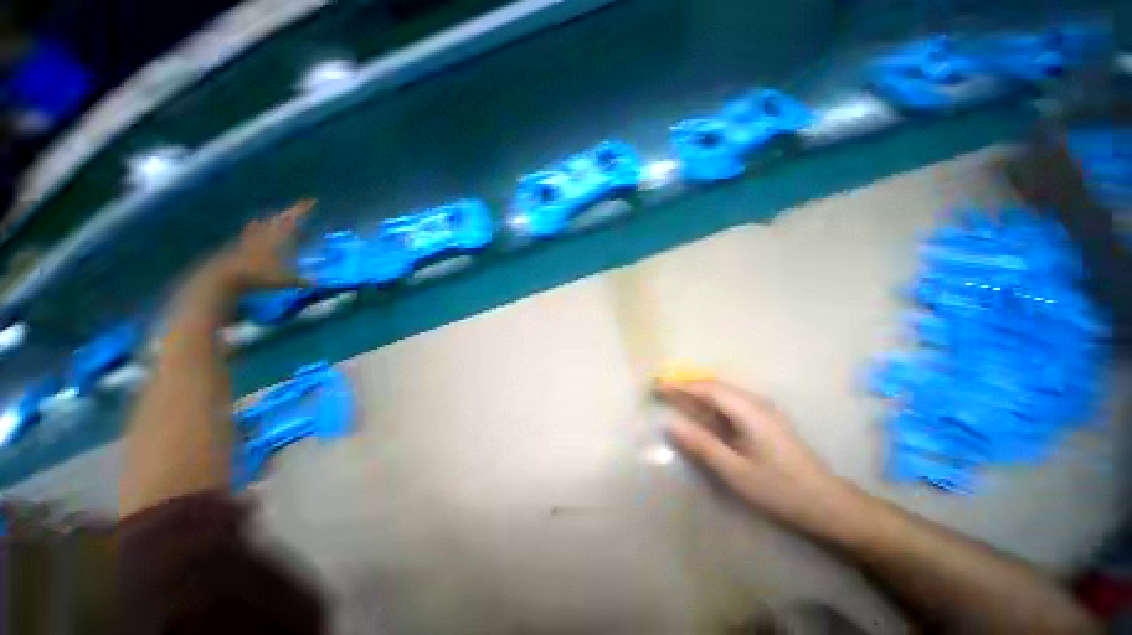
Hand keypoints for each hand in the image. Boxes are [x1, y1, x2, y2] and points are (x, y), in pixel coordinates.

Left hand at [210, 199, 314, 291]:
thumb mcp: (285, 281)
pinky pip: (253, 229)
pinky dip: (258, 225)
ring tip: (284, 214)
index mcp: (279, 238)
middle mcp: (266, 233)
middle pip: (281, 218)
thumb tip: (319, 283)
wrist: (225, 276)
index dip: (303, 209)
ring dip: (277, 217)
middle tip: (301, 206)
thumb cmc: (258, 275)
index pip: (294, 219)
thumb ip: (302, 281)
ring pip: (267, 222)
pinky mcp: (242, 243)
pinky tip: (257, 222)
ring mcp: (253, 236)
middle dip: (292, 211)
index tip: (313, 200)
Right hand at [656, 379, 846, 525]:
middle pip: (714, 386)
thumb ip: (701, 445)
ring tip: (674, 396)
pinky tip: (701, 411)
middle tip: (661, 388)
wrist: (829, 504)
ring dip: (697, 392)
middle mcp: (757, 402)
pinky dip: (710, 402)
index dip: (680, 385)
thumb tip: (670, 424)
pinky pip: (731, 403)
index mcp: (750, 411)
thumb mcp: (735, 472)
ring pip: (723, 393)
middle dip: (686, 385)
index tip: (657, 385)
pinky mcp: (766, 419)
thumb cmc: (780, 490)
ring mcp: (763, 409)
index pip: (708, 389)